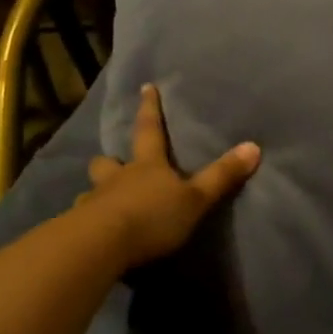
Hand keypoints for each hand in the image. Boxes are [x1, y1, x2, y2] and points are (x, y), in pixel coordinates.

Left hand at [75, 84, 259, 268]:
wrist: (101, 246)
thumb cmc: (152, 217)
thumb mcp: (196, 199)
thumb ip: (222, 176)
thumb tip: (254, 146)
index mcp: (147, 166)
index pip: (150, 130)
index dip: (150, 109)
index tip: (146, 87)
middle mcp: (116, 179)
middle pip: (108, 162)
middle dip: (110, 160)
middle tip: (113, 162)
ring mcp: (93, 203)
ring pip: (91, 191)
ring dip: (96, 193)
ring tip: (100, 203)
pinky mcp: (78, 230)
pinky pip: (80, 221)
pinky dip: (85, 224)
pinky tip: (91, 236)